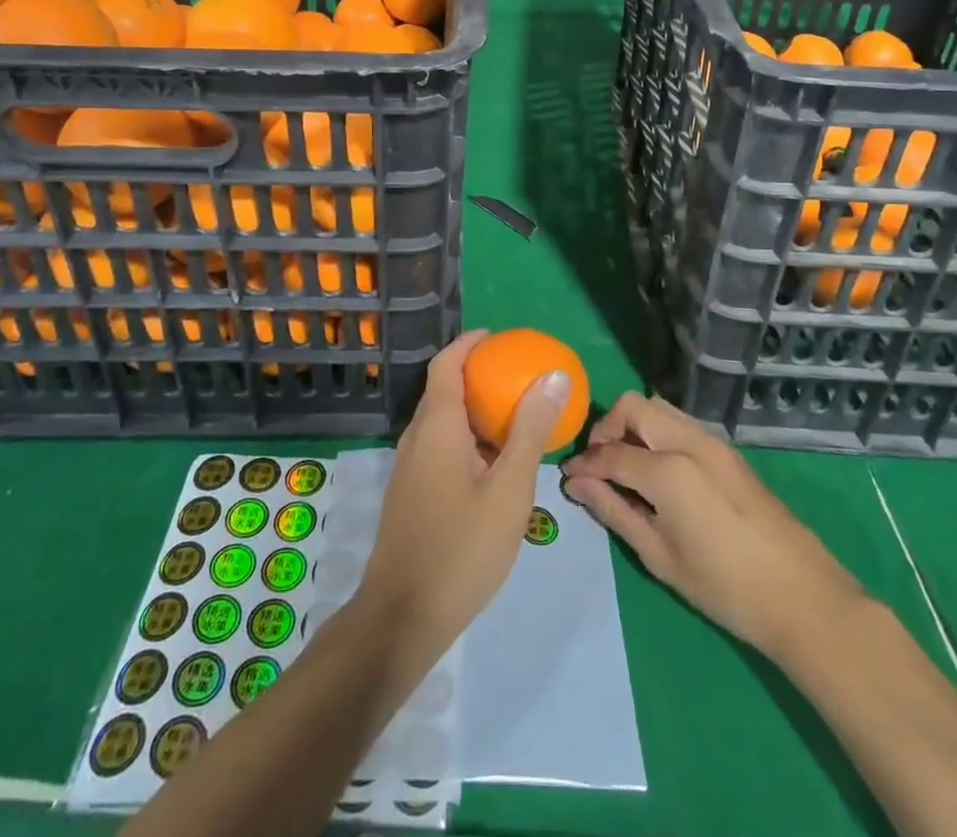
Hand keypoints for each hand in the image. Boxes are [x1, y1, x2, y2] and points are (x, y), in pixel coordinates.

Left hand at [354, 330, 569, 664]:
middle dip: (477, 375)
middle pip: (444, 389)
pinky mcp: (411, 493)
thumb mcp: (509, 488)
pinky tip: (494, 465)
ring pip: (442, 422)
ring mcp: (409, 467)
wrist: (403, 617)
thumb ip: (530, 430)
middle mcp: (417, 437)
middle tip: (517, 377)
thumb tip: (552, 376)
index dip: (469, 344)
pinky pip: (440, 447)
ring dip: (474, 410)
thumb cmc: (462, 546)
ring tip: (514, 417)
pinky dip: (467, 439)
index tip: (499, 338)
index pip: (446, 363)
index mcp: (436, 425)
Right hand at [562, 392, 863, 656]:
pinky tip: (657, 471)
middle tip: (599, 465)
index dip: (584, 464)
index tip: (568, 478)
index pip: (610, 453)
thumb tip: (578, 485)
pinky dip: (658, 433)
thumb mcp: (660, 556)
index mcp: (668, 469)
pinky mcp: (728, 451)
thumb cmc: (725, 588)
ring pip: (659, 408)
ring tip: (625, 466)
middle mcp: (688, 441)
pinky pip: (681, 423)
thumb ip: (615, 512)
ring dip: (634, 425)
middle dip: (607, 428)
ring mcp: (712, 442)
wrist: (803, 598)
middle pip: (634, 406)